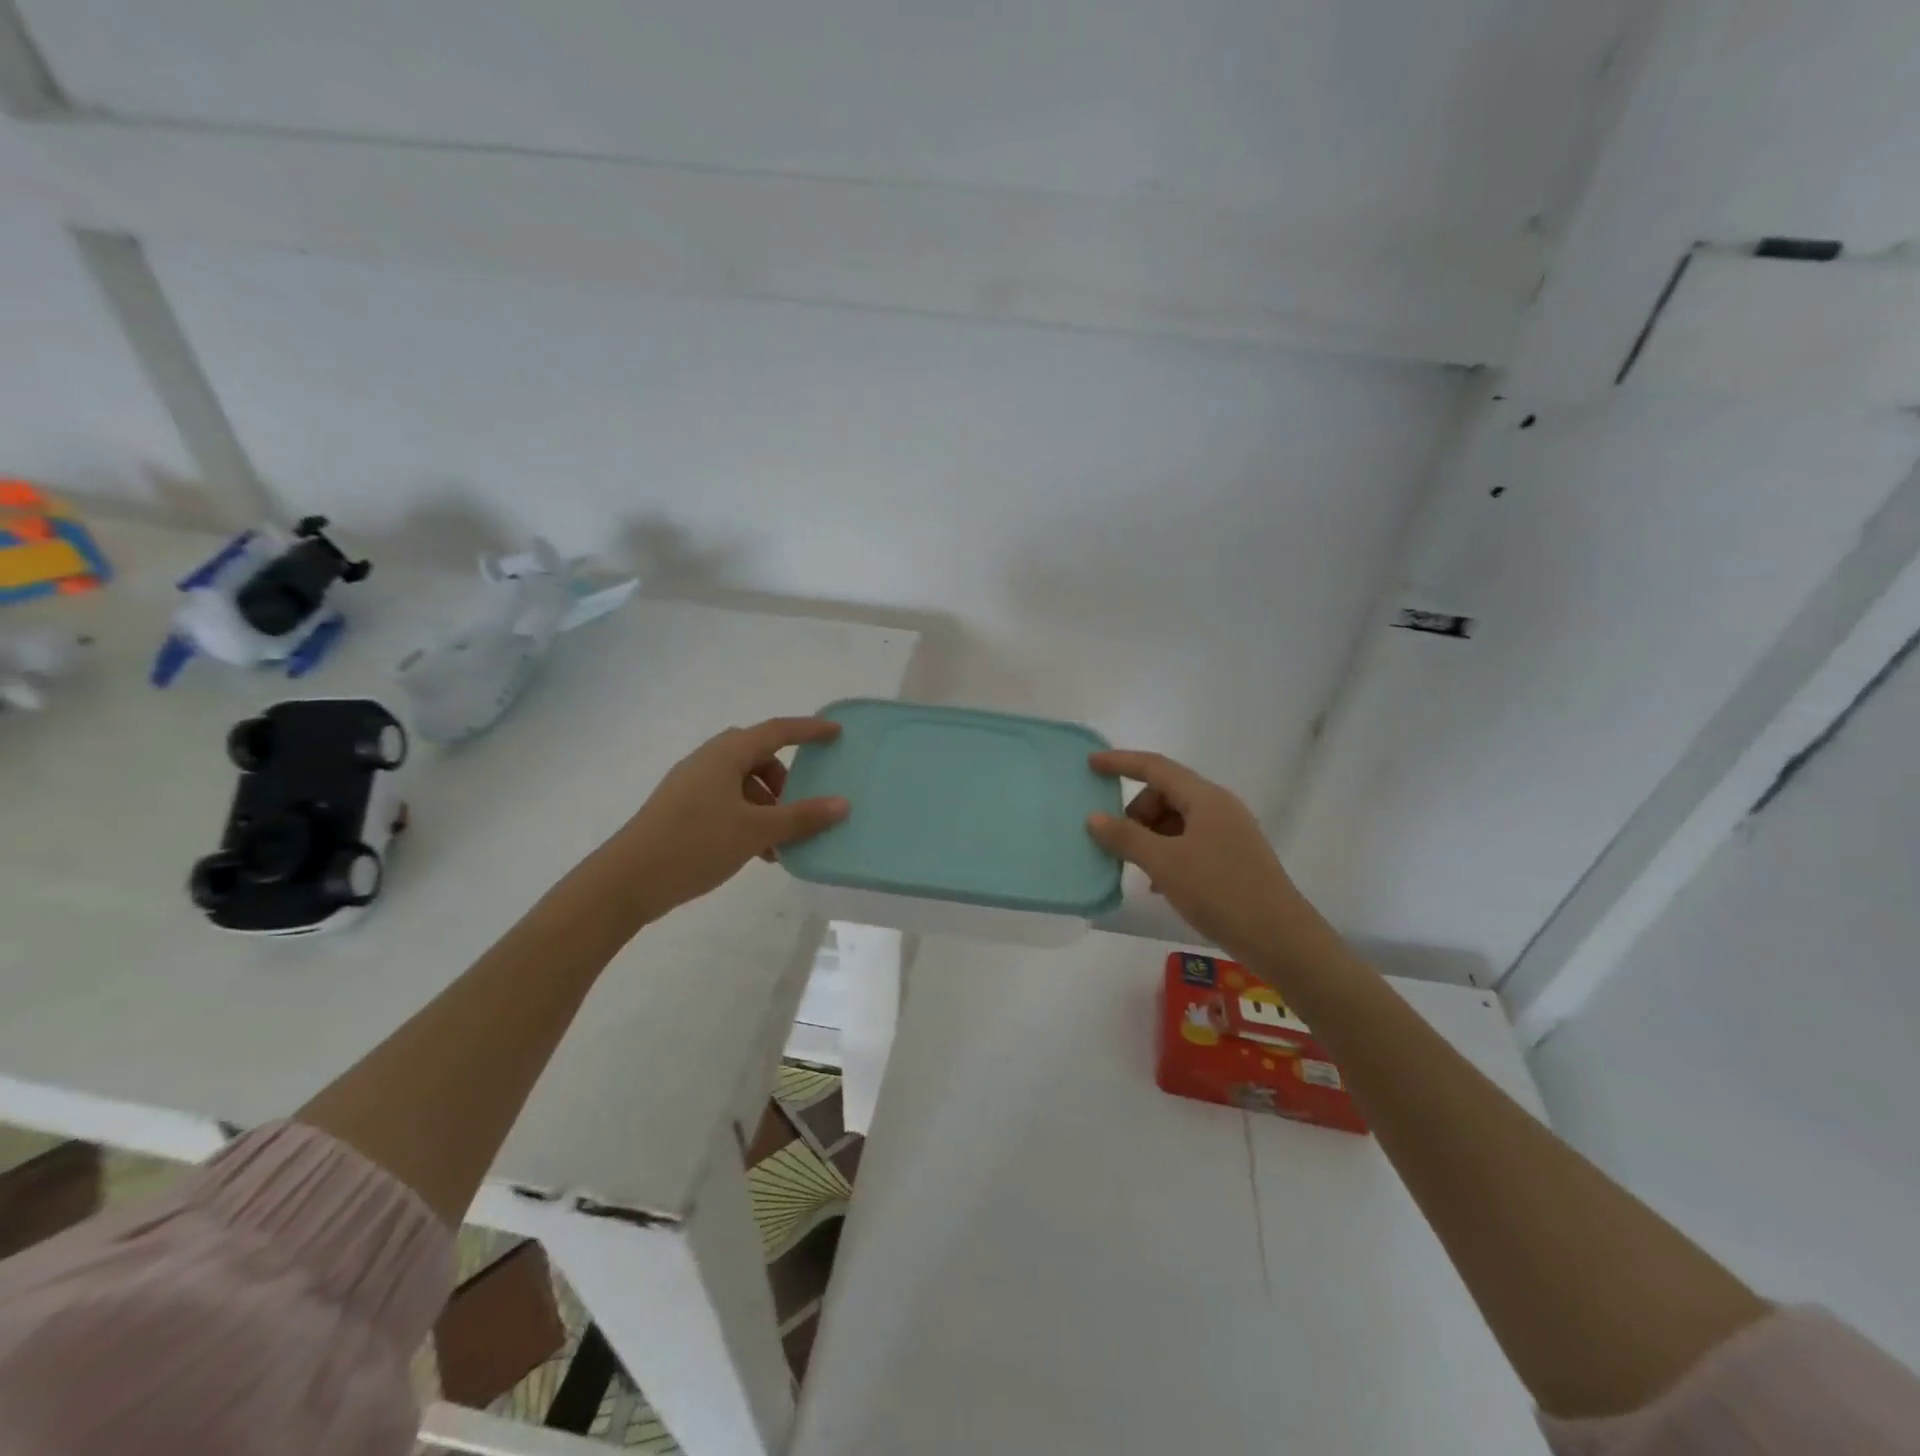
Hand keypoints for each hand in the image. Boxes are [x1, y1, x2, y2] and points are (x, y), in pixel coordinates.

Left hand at [612, 717, 849, 918]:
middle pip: (758, 757)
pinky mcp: (683, 810)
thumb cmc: (695, 844)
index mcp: (725, 755)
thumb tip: (842, 804)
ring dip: (768, 806)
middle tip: (802, 803)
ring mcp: (692, 786)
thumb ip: (801, 817)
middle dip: (785, 779)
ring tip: (781, 842)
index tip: (836, 734)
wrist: (627, 881)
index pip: (776, 731)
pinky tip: (758, 853)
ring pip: (743, 784)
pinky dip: (749, 818)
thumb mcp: (756, 831)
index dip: (809, 731)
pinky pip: (727, 803)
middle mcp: (708, 761)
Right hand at [1086, 750, 1327, 966]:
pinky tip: (1160, 884)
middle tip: (1119, 843)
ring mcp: (1229, 832)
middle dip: (1136, 812)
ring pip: (1177, 820)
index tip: (1091, 765)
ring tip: (1139, 869)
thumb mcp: (1165, 864)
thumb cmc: (1220, 892)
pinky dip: (1168, 853)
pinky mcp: (1234, 857)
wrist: (1281, 940)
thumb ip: (1126, 837)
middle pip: (1166, 794)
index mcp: (1205, 798)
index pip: (1155, 767)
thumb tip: (1094, 818)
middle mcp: (1219, 807)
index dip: (1120, 762)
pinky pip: (1190, 841)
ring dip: (1151, 837)